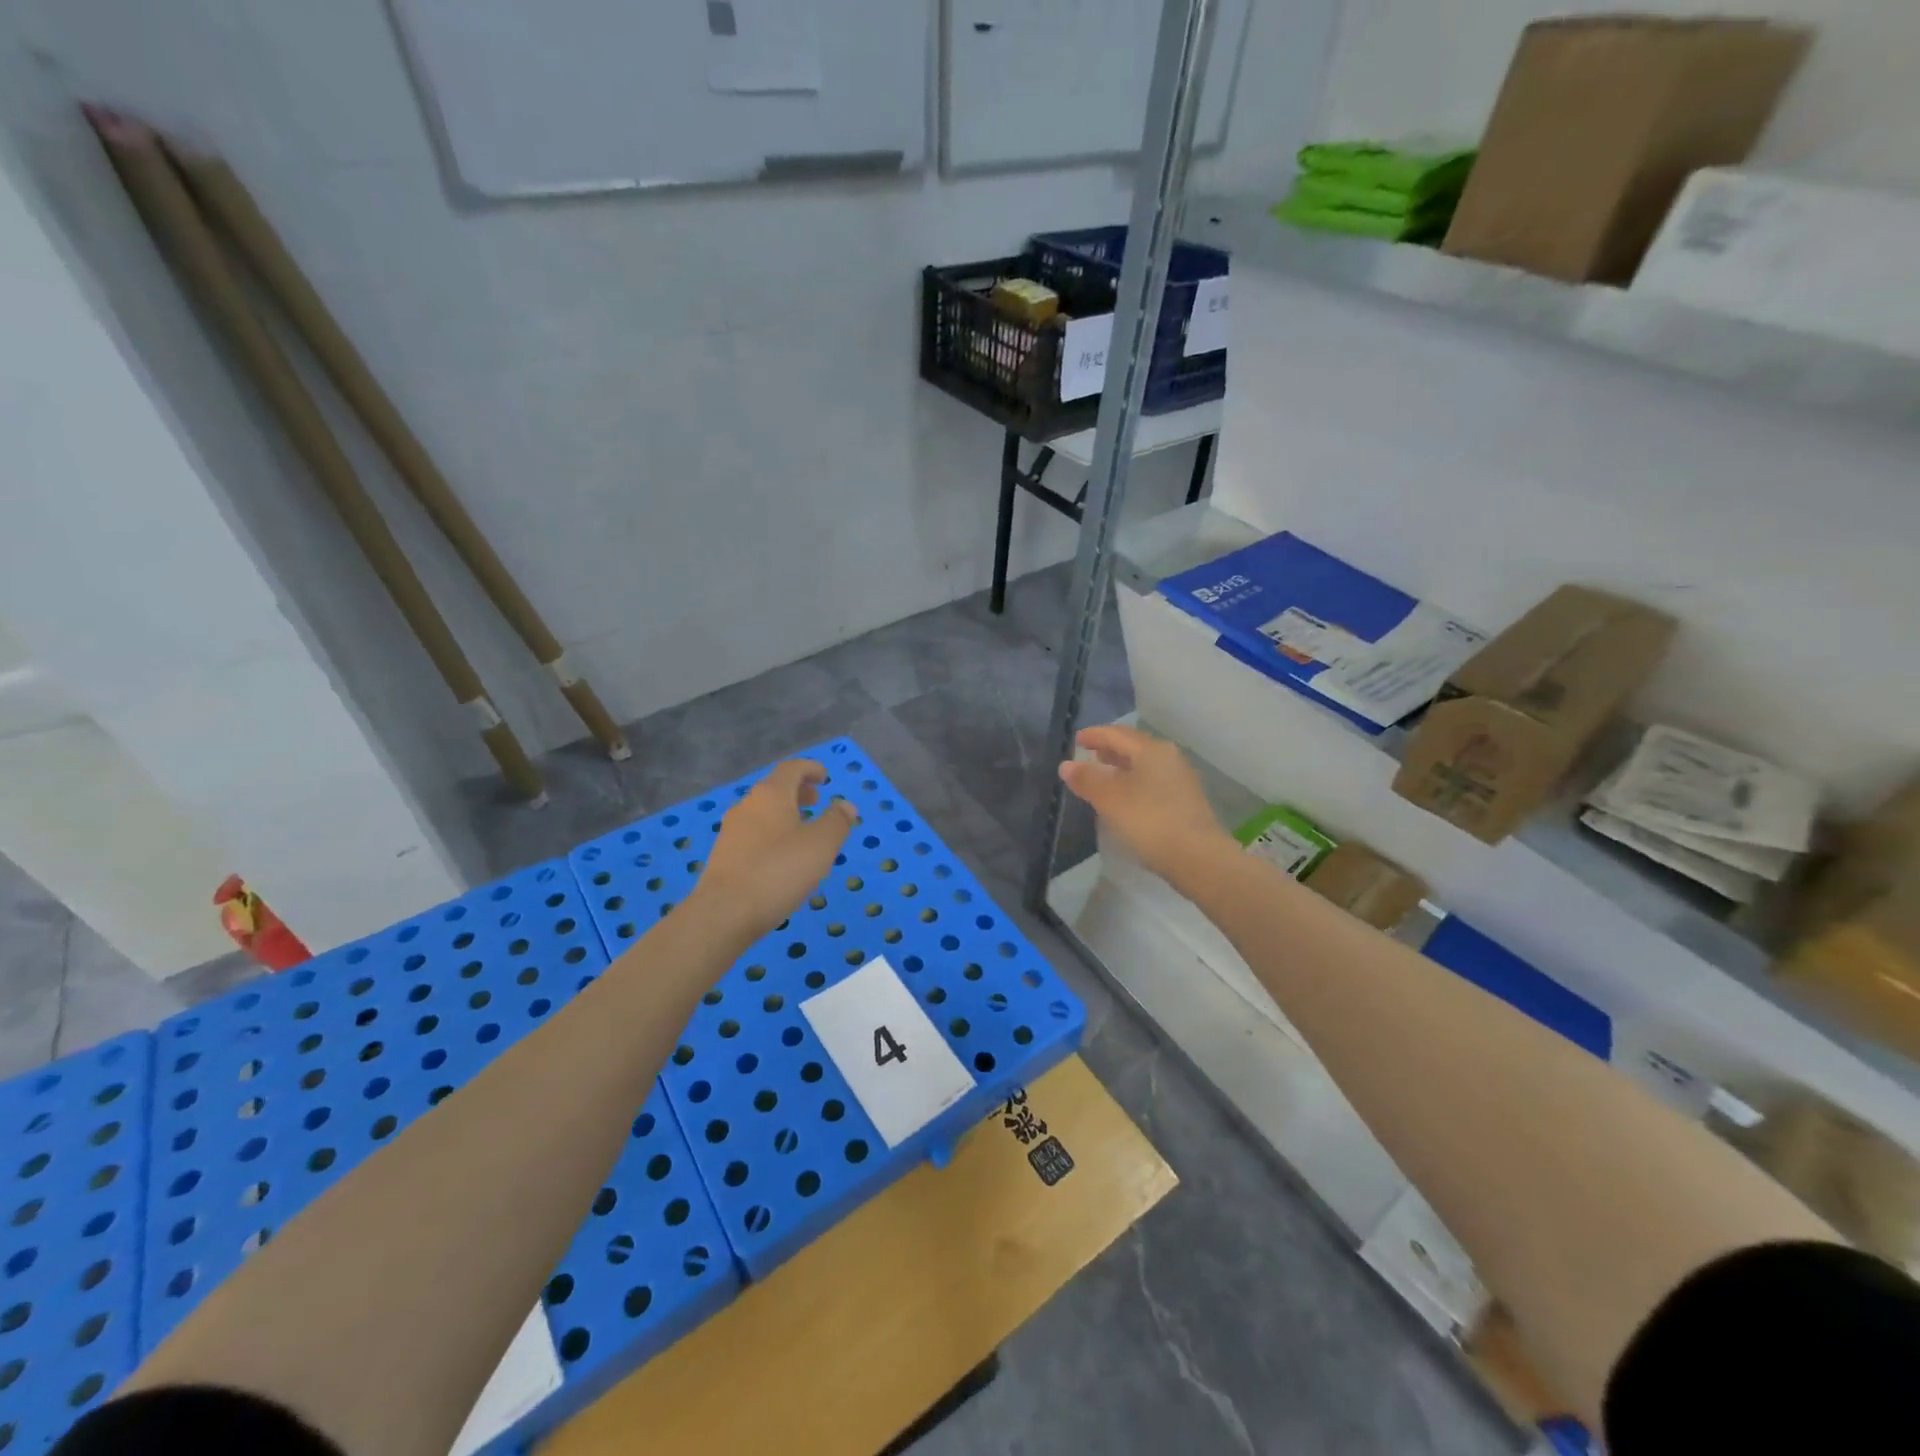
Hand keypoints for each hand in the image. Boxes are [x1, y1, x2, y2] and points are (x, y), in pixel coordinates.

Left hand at [693, 759, 857, 941]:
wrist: (724, 913)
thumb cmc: (778, 871)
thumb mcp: (821, 845)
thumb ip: (837, 822)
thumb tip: (845, 805)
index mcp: (771, 794)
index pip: (791, 768)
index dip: (810, 768)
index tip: (825, 777)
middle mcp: (747, 805)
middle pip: (774, 789)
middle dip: (798, 792)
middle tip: (817, 801)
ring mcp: (731, 831)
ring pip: (762, 812)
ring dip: (784, 814)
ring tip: (803, 832)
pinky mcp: (724, 856)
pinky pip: (753, 834)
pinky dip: (772, 834)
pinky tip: (781, 858)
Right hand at [1059, 725, 1233, 887]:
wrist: (1198, 858)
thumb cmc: (1150, 821)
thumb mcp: (1110, 799)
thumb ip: (1087, 779)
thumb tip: (1066, 765)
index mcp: (1151, 750)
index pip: (1117, 733)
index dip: (1094, 735)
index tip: (1076, 740)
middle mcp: (1169, 758)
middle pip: (1133, 746)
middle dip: (1109, 749)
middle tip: (1089, 755)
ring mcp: (1180, 780)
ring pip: (1144, 765)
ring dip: (1121, 767)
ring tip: (1103, 775)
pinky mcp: (1184, 802)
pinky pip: (1152, 782)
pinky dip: (1133, 782)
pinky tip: (1124, 798)